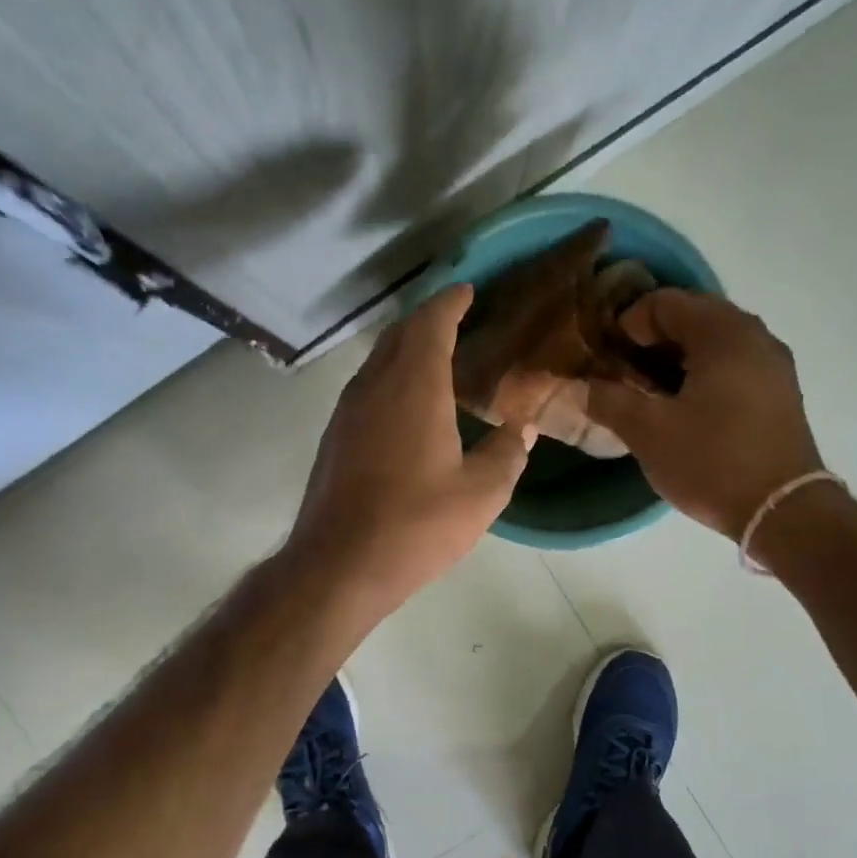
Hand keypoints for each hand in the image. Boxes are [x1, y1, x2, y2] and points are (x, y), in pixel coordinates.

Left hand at [288, 283, 535, 611]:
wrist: (338, 566)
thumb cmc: (415, 525)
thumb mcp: (480, 494)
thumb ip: (507, 454)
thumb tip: (521, 430)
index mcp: (414, 386)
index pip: (431, 322)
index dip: (451, 302)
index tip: (469, 291)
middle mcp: (373, 386)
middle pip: (398, 335)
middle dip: (427, 320)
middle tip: (457, 321)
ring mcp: (347, 412)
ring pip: (378, 362)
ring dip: (405, 351)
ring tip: (436, 361)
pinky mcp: (334, 439)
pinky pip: (366, 390)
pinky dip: (390, 381)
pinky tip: (407, 408)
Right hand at [587, 289, 824, 539]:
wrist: (782, 511)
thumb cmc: (711, 462)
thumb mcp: (648, 431)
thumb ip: (607, 400)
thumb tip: (573, 386)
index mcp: (723, 332)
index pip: (664, 301)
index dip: (626, 324)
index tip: (605, 359)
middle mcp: (754, 335)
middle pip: (691, 318)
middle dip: (649, 342)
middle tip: (620, 376)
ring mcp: (772, 364)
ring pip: (712, 345)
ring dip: (674, 361)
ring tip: (647, 396)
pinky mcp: (778, 393)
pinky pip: (731, 367)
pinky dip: (700, 376)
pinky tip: (683, 411)